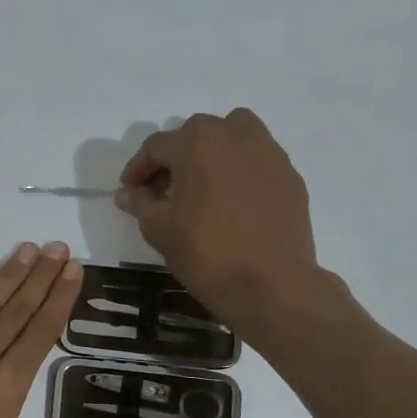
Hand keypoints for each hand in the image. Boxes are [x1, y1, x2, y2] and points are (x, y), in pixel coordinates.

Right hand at [115, 108, 334, 331]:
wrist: (270, 283)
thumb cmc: (206, 253)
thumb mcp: (160, 230)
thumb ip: (141, 204)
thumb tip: (127, 193)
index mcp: (199, 143)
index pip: (157, 146)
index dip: (137, 168)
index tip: (129, 191)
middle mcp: (236, 135)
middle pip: (196, 134)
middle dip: (175, 157)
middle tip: (163, 190)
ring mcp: (269, 153)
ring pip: (233, 136)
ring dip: (211, 153)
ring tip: (201, 187)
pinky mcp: (289, 175)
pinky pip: (256, 160)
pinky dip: (238, 171)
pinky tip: (231, 203)